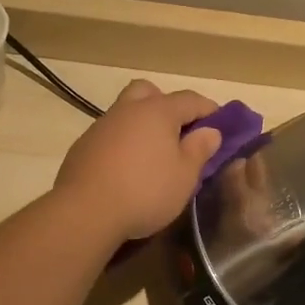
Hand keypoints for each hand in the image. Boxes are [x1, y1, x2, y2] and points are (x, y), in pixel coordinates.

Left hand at [53, 80, 222, 241]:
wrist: (85, 212)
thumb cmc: (145, 191)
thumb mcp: (185, 176)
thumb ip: (199, 149)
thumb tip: (210, 131)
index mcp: (157, 111)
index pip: (190, 100)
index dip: (210, 110)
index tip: (221, 125)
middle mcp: (127, 110)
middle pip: (149, 92)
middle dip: (167, 105)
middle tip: (178, 131)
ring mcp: (101, 126)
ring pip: (126, 112)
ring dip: (142, 125)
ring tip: (153, 155)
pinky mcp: (83, 146)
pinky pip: (110, 135)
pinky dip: (123, 143)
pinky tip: (126, 169)